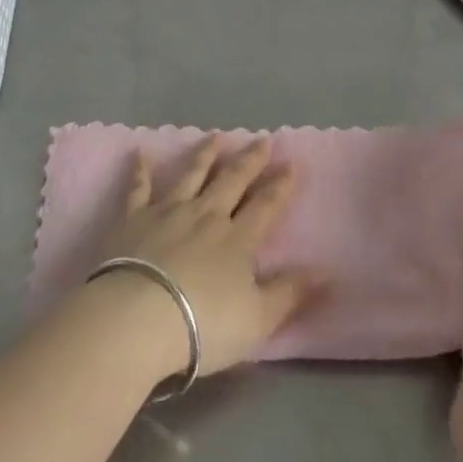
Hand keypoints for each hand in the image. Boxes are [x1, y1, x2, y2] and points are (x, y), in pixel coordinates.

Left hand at [88, 136, 319, 379]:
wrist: (137, 318)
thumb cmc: (202, 325)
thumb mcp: (258, 319)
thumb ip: (291, 293)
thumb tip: (329, 272)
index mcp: (238, 239)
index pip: (266, 205)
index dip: (281, 185)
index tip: (292, 163)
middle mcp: (206, 215)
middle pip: (232, 181)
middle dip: (250, 160)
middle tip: (263, 139)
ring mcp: (168, 212)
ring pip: (192, 175)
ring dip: (206, 154)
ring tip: (217, 136)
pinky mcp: (133, 218)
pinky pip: (138, 188)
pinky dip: (141, 170)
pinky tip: (140, 153)